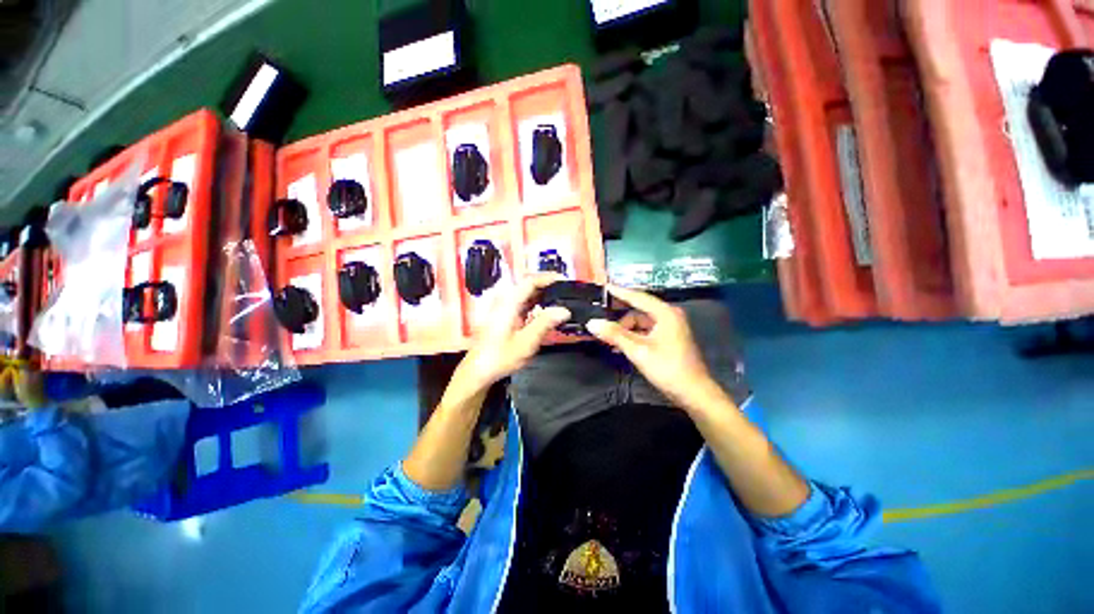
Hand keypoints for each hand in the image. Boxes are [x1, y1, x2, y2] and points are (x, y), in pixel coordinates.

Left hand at [453, 273, 570, 393]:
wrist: (477, 371)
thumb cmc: (500, 357)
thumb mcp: (526, 342)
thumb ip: (545, 323)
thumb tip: (564, 310)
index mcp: (508, 303)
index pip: (530, 281)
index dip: (548, 278)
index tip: (564, 281)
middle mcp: (503, 300)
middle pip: (526, 284)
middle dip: (546, 286)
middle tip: (563, 292)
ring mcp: (500, 307)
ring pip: (523, 293)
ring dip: (540, 295)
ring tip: (557, 302)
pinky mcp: (500, 315)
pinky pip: (519, 302)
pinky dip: (532, 304)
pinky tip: (541, 313)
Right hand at [586, 286, 721, 410]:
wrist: (694, 393)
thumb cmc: (667, 368)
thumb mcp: (638, 351)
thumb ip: (614, 335)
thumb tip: (592, 323)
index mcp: (665, 313)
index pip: (637, 297)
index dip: (619, 292)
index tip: (604, 287)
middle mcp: (669, 315)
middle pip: (638, 310)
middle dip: (619, 317)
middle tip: (601, 319)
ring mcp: (670, 327)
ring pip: (641, 322)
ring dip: (625, 330)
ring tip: (609, 340)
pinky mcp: (669, 338)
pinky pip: (646, 331)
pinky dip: (633, 336)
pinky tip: (621, 346)